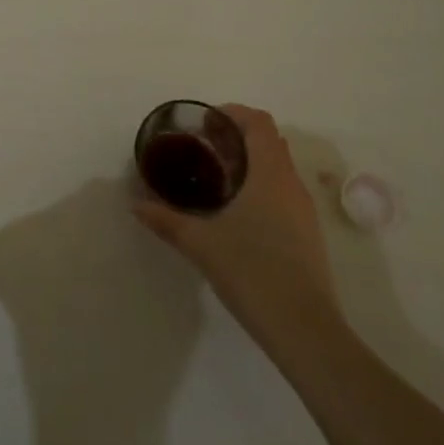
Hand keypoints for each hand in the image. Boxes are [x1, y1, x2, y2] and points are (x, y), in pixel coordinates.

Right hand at [134, 104, 347, 364]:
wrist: (305, 330)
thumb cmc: (253, 273)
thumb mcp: (201, 244)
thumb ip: (166, 219)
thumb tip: (135, 203)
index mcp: (270, 173)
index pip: (258, 122)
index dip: (232, 114)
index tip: (204, 124)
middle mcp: (291, 183)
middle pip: (268, 141)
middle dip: (237, 137)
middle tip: (204, 149)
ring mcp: (304, 210)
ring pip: (277, 168)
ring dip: (249, 163)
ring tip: (215, 180)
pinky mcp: (307, 234)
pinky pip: (283, 192)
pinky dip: (260, 187)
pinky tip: (236, 214)